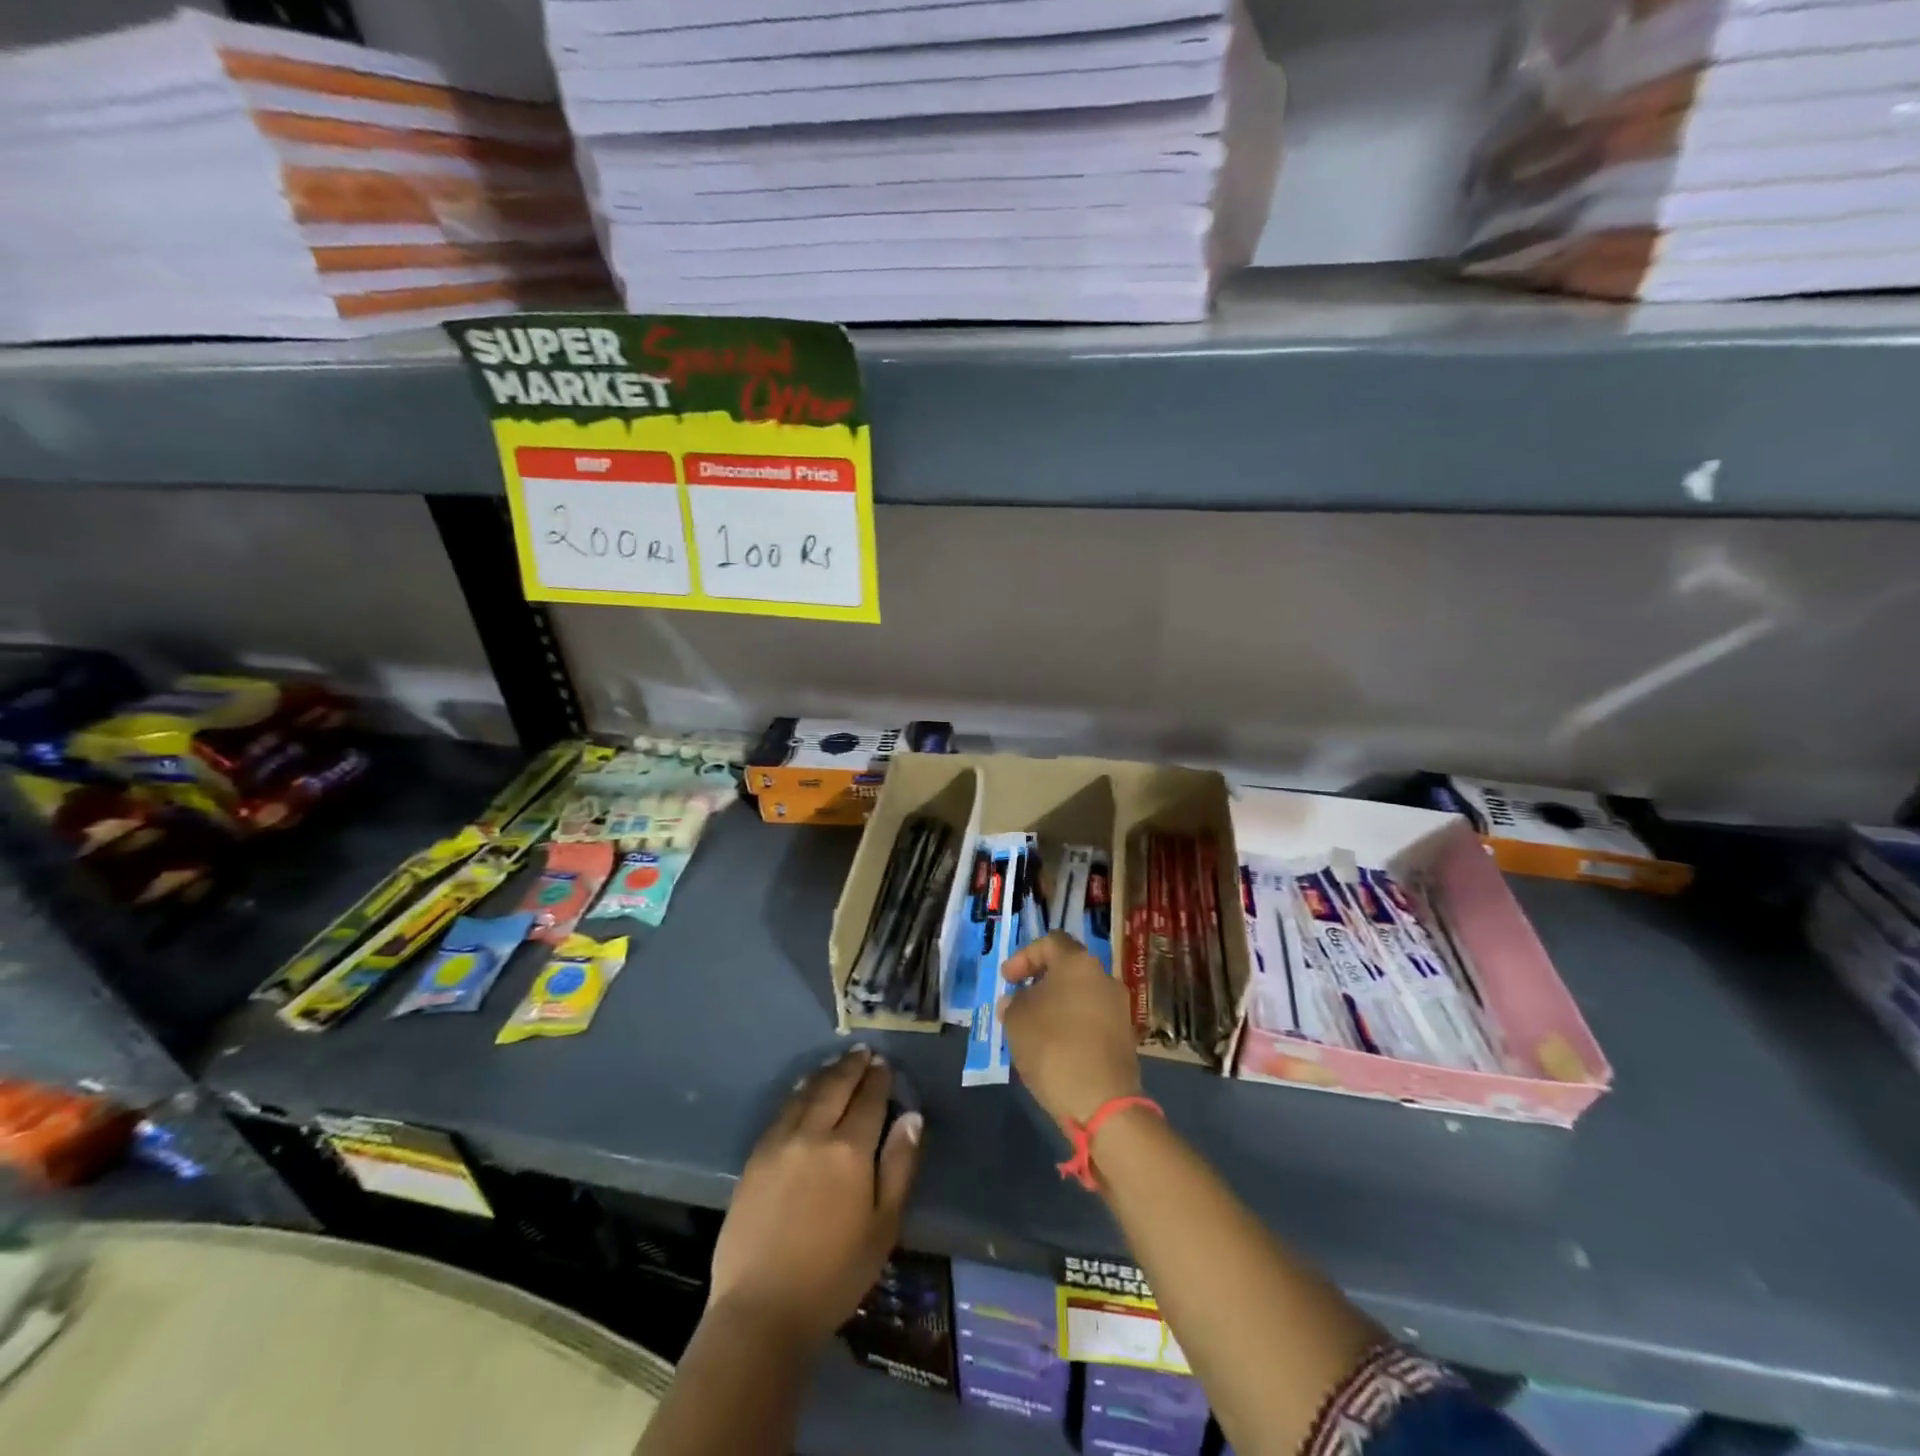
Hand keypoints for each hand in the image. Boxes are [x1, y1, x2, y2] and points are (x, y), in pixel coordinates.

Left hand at [709, 1045, 921, 1347]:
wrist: (761, 1310)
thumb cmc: (834, 1275)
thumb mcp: (883, 1226)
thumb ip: (899, 1166)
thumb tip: (911, 1116)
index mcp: (849, 1150)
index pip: (869, 1099)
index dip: (878, 1079)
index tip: (884, 1064)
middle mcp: (814, 1134)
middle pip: (835, 1086)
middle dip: (851, 1066)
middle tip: (863, 1052)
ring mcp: (780, 1142)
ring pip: (806, 1093)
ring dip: (825, 1074)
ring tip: (837, 1063)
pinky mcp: (755, 1157)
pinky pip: (782, 1111)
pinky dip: (798, 1093)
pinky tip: (803, 1091)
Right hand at [1001, 931, 1142, 1131]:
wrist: (1102, 1102)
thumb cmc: (1053, 1047)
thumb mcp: (1017, 1020)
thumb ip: (1012, 1003)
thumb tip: (1016, 1001)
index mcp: (1078, 962)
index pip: (1050, 942)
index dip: (1024, 956)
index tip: (1007, 980)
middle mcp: (1104, 977)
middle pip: (1068, 968)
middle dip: (1040, 982)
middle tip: (1018, 1002)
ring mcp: (1119, 1007)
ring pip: (1081, 995)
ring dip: (1057, 1005)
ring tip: (1033, 1028)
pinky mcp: (1125, 1037)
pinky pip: (1092, 1019)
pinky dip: (1072, 1025)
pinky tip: (1055, 1048)